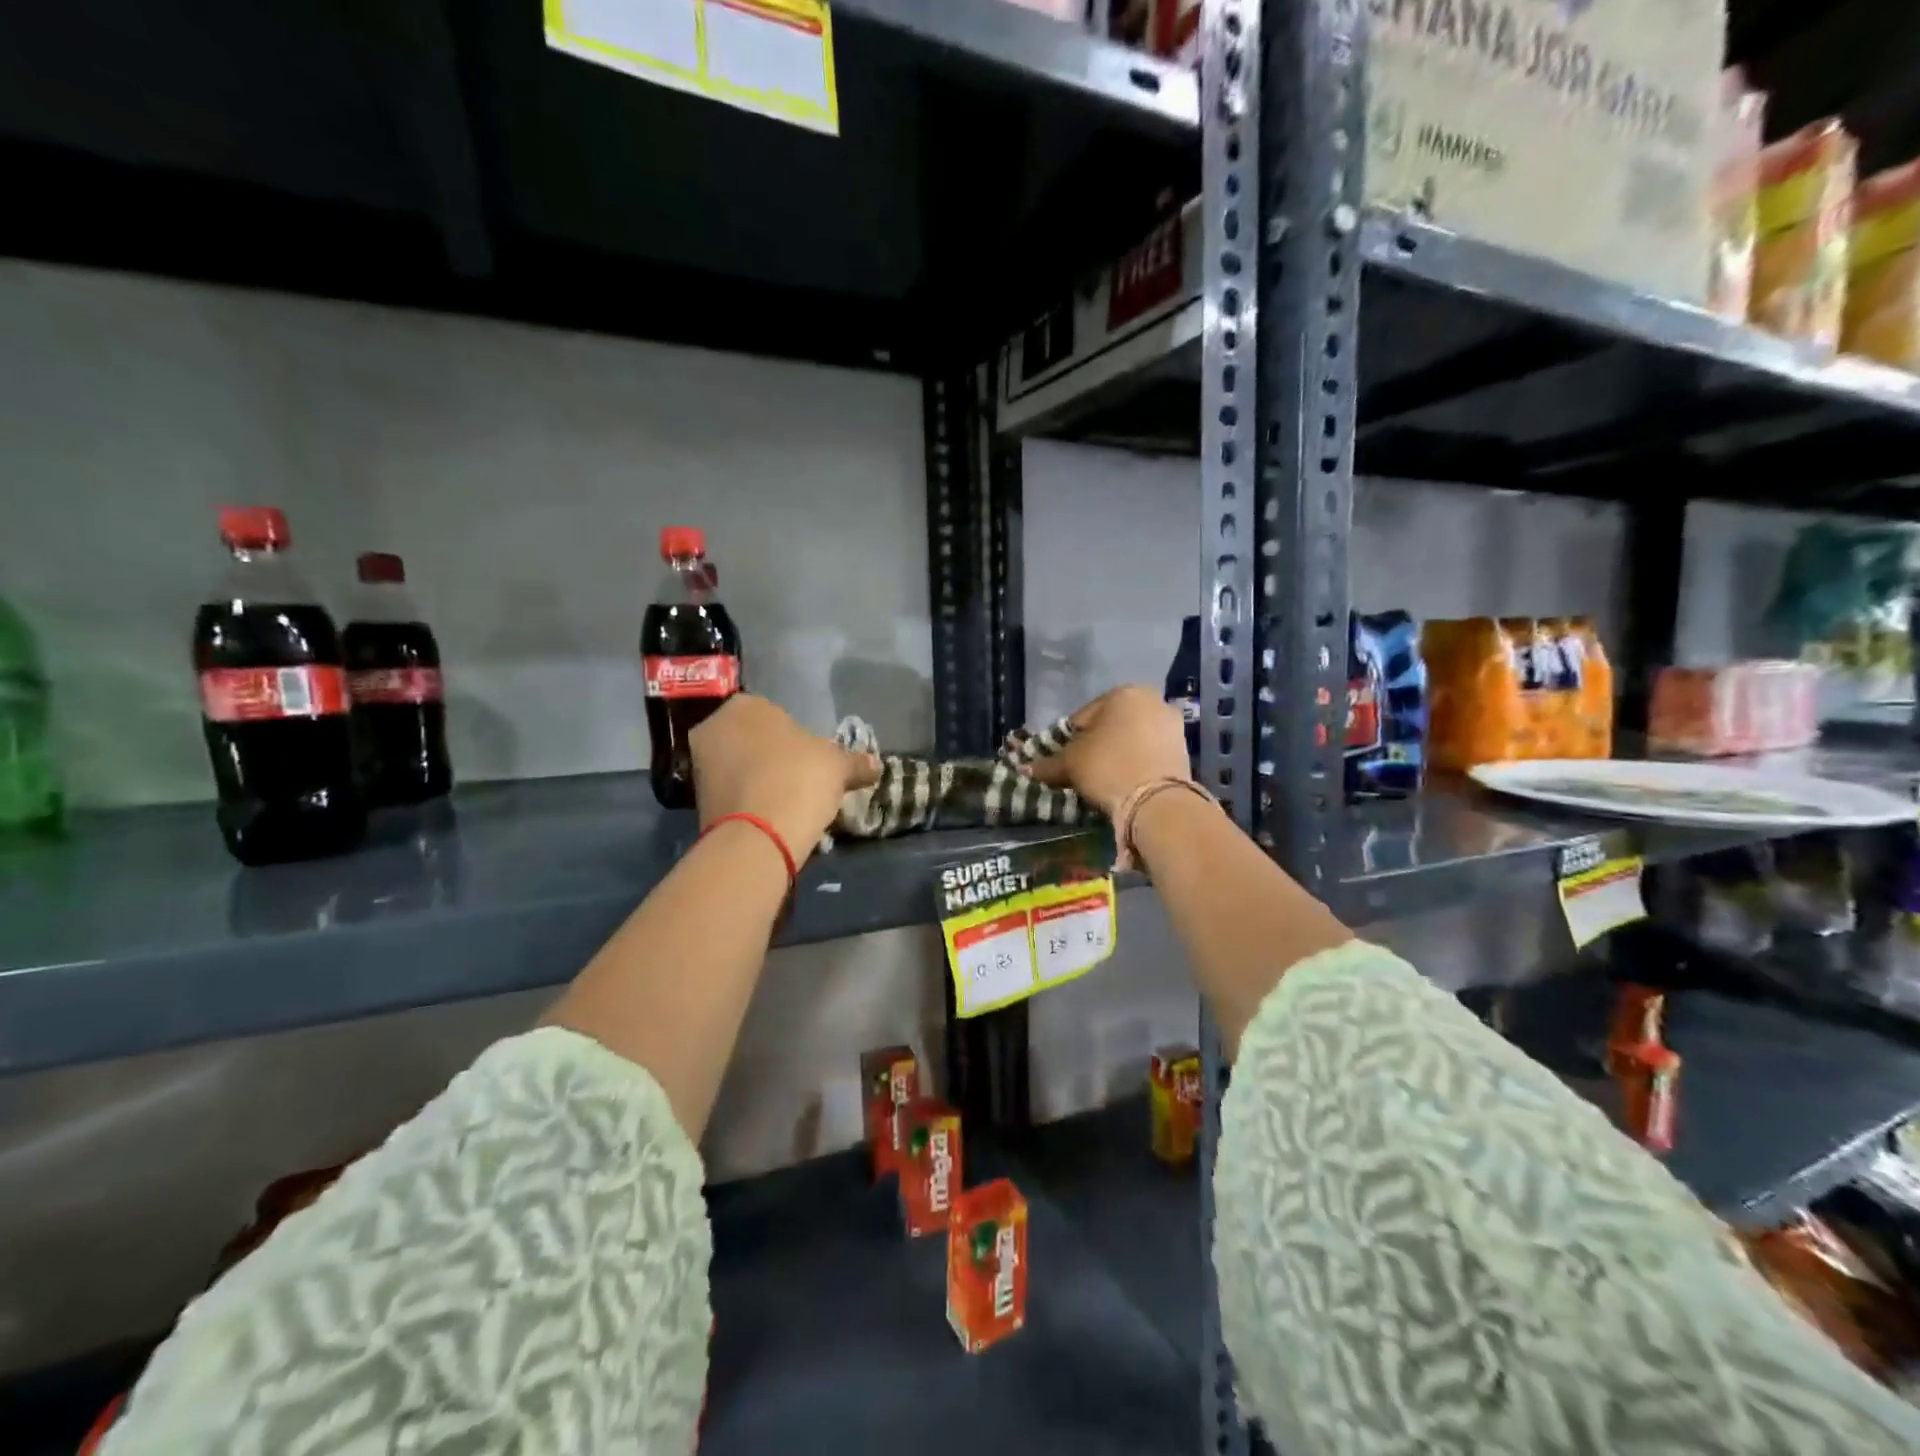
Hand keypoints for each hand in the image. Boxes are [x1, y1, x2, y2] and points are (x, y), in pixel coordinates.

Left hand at [689, 695, 879, 863]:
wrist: (758, 836)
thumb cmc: (799, 779)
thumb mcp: (838, 766)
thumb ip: (855, 762)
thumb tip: (876, 764)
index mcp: (745, 705)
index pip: (776, 713)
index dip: (798, 736)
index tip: (813, 758)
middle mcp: (715, 727)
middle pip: (754, 739)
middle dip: (775, 756)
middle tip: (803, 778)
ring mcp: (701, 765)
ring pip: (741, 766)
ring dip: (762, 779)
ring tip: (790, 801)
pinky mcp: (697, 800)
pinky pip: (733, 792)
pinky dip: (751, 801)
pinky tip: (773, 816)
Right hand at [1028, 685, 1191, 817]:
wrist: (1157, 802)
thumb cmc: (1107, 767)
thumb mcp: (1070, 764)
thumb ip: (1048, 763)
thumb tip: (1025, 768)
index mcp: (1123, 693)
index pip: (1083, 716)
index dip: (1068, 740)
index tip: (1063, 761)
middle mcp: (1152, 701)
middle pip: (1111, 725)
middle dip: (1097, 745)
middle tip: (1083, 770)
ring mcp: (1173, 725)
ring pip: (1133, 739)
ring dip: (1119, 754)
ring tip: (1105, 780)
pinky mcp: (1185, 751)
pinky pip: (1150, 754)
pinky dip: (1137, 764)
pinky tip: (1126, 783)